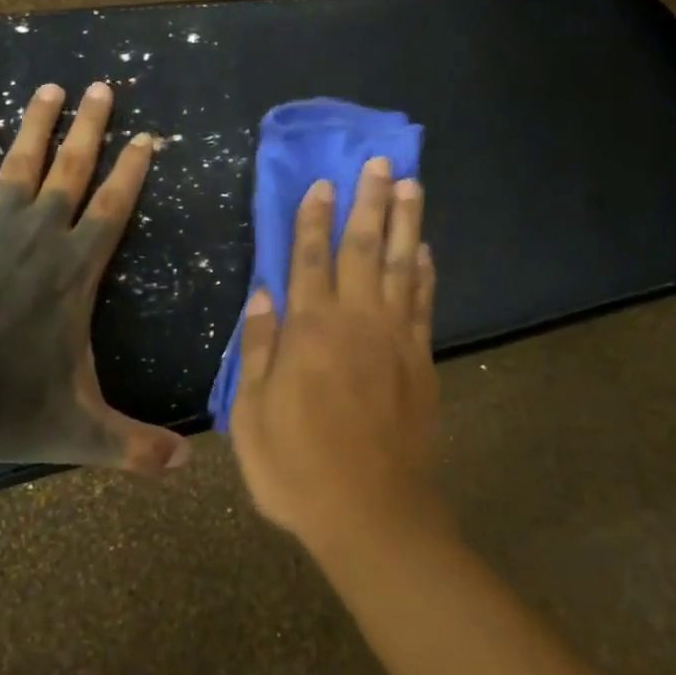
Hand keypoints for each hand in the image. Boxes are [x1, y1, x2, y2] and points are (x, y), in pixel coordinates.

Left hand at [0, 81, 190, 472]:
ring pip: (21, 165)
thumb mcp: (83, 432)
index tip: (147, 136)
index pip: (114, 207)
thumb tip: (188, 468)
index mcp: (75, 272)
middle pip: (72, 170)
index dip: (132, 169)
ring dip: (37, 124)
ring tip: (50, 87)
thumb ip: (135, 446)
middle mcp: (40, 238)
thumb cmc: (8, 410)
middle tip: (102, 86)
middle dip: (91, 126)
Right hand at [229, 159, 441, 552]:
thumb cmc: (298, 467)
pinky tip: (424, 250)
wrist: (371, 512)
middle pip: (362, 248)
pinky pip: (423, 304)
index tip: (322, 183)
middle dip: (369, 202)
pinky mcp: (420, 360)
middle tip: (380, 162)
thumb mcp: (251, 416)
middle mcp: (355, 321)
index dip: (313, 219)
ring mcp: (394, 338)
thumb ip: (257, 351)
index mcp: (309, 331)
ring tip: (411, 185)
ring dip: (405, 223)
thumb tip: (261, 296)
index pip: (309, 259)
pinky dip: (424, 273)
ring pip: (399, 265)